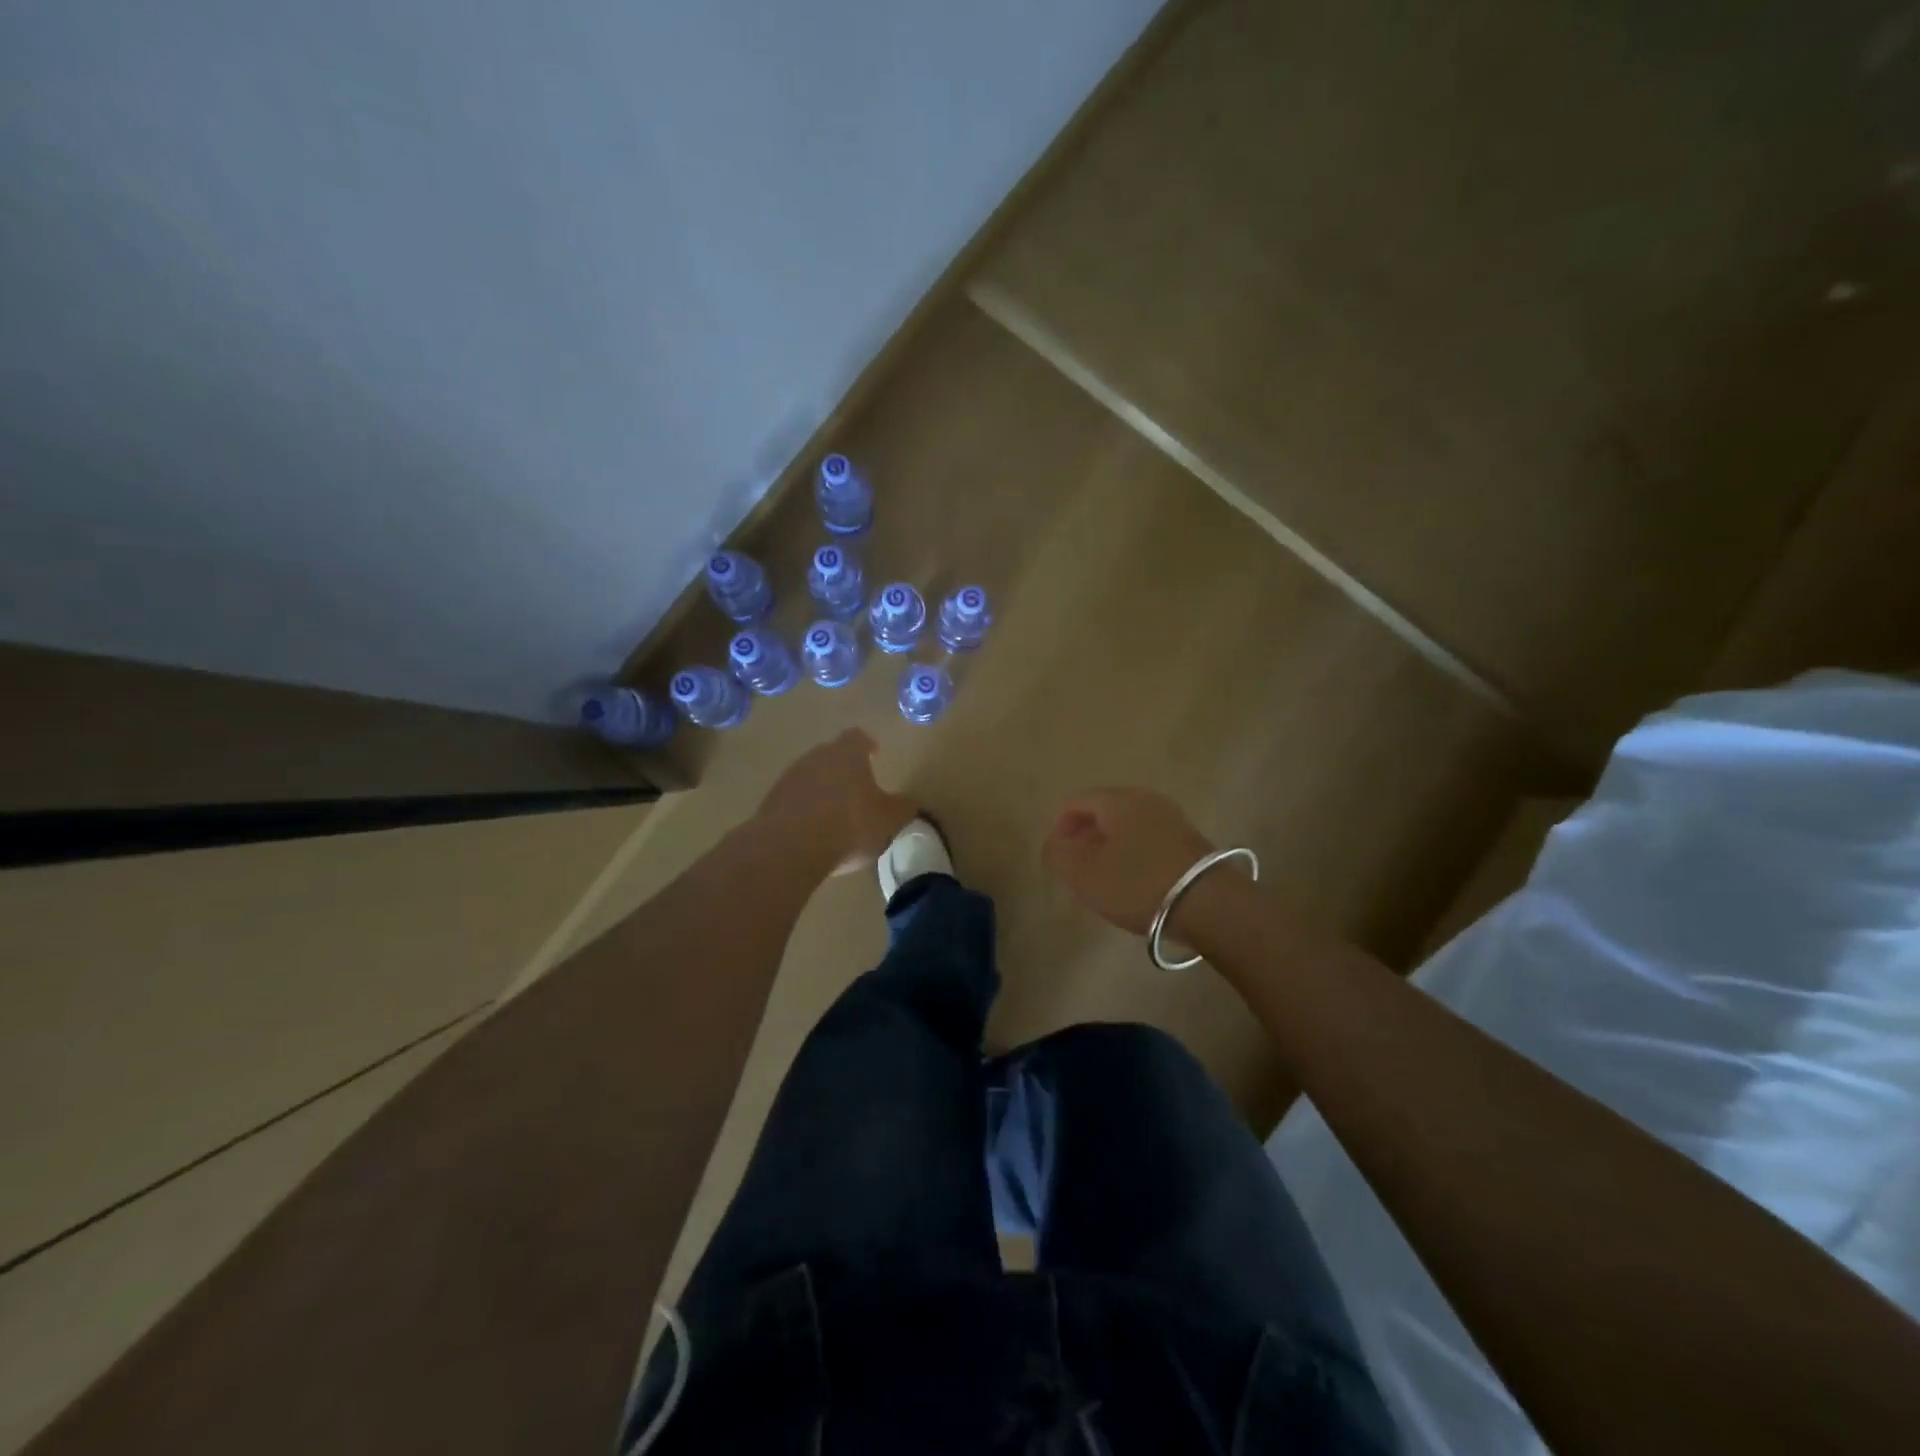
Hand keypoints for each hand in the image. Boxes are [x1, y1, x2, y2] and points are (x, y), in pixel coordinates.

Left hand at [757, 729, 916, 875]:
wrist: (790, 847)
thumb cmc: (849, 825)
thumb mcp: (889, 819)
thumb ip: (902, 807)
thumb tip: (908, 801)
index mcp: (847, 754)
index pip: (858, 737)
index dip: (867, 745)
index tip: (874, 754)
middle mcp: (816, 757)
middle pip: (831, 755)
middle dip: (844, 768)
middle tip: (857, 787)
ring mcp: (789, 777)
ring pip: (811, 776)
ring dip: (822, 789)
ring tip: (835, 812)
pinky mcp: (771, 801)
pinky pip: (793, 799)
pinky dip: (805, 808)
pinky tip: (813, 830)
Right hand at [1043, 788, 1218, 935]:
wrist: (1209, 904)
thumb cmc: (1138, 884)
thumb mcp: (1084, 874)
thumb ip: (1058, 855)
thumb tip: (1053, 843)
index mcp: (1118, 800)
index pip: (1077, 802)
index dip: (1060, 827)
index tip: (1057, 857)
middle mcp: (1146, 799)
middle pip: (1104, 811)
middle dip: (1086, 836)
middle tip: (1077, 868)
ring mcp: (1172, 818)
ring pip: (1128, 826)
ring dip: (1111, 847)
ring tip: (1104, 878)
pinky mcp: (1191, 840)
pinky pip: (1150, 839)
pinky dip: (1134, 854)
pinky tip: (1134, 882)